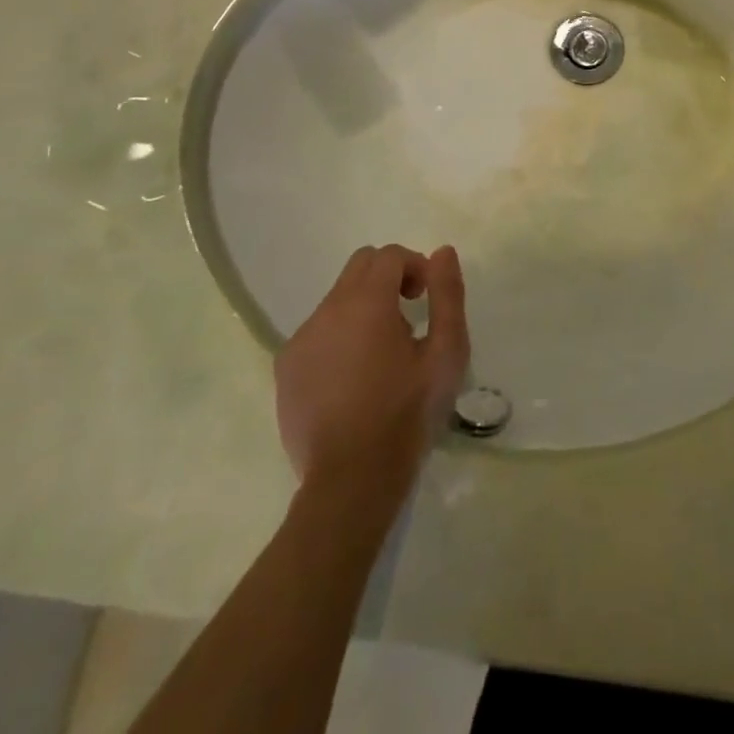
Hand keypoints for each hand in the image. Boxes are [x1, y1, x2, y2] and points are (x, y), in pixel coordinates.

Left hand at [274, 244, 468, 499]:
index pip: (389, 255)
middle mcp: (327, 311)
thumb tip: (443, 252)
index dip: (414, 266)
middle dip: (388, 278)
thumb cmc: (407, 413)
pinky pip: (318, 331)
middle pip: (359, 267)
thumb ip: (447, 295)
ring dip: (364, 308)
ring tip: (383, 353)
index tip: (426, 298)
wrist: (351, 480)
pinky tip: (355, 376)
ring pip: (337, 299)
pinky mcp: (286, 369)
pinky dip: (340, 335)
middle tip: (409, 315)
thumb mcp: (446, 352)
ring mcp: (301, 340)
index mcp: (366, 303)